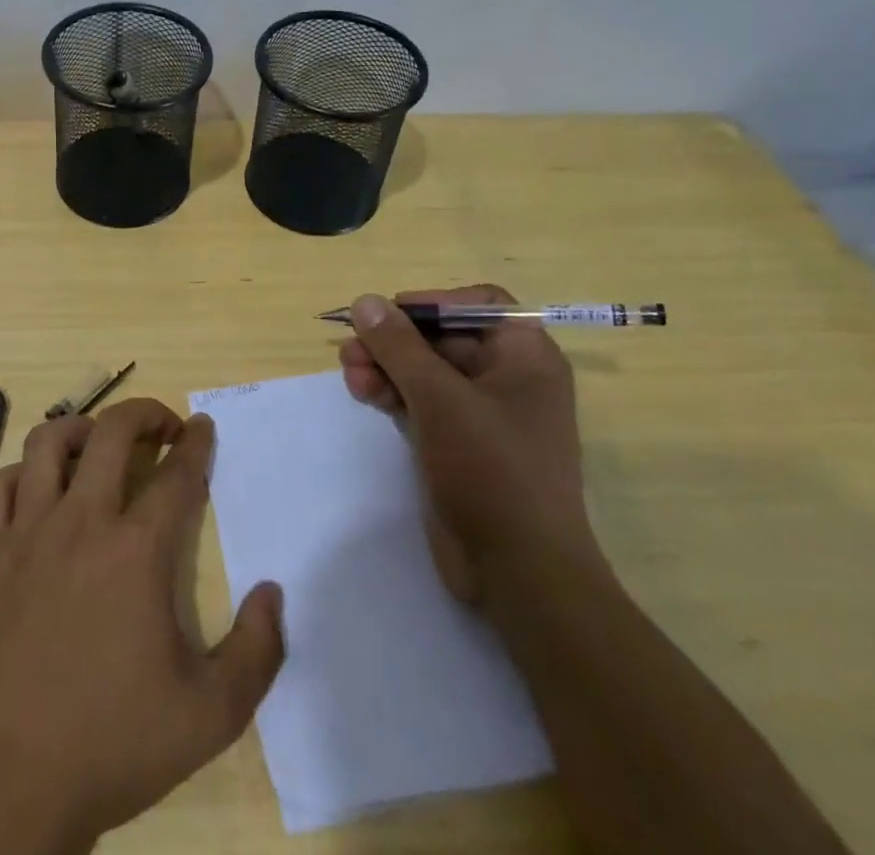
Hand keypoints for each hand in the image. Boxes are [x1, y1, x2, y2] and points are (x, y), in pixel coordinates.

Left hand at [0, 399, 284, 854]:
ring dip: (81, 428)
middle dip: (145, 414)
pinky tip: (36, 489)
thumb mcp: (208, 717)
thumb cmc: (107, 747)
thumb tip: (273, 591)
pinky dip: (22, 473)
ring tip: (98, 443)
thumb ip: (256, 652)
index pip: (177, 473)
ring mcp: (26, 533)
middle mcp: (81, 522)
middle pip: (113, 433)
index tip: (203, 426)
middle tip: (162, 426)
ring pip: (48, 443)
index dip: (196, 442)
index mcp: (137, 551)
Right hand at [338, 285, 603, 606]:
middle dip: (395, 340)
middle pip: (442, 336)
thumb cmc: (492, 471)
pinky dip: (392, 393)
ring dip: (385, 366)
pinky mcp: (458, 443)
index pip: (478, 304)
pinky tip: (362, 393)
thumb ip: (400, 347)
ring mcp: (482, 413)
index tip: (391, 314)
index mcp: (525, 357)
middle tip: (351, 347)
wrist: (520, 574)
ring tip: (349, 372)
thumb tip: (365, 301)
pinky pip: (421, 401)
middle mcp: (508, 378)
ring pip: (425, 370)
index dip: (433, 302)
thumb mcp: (440, 399)